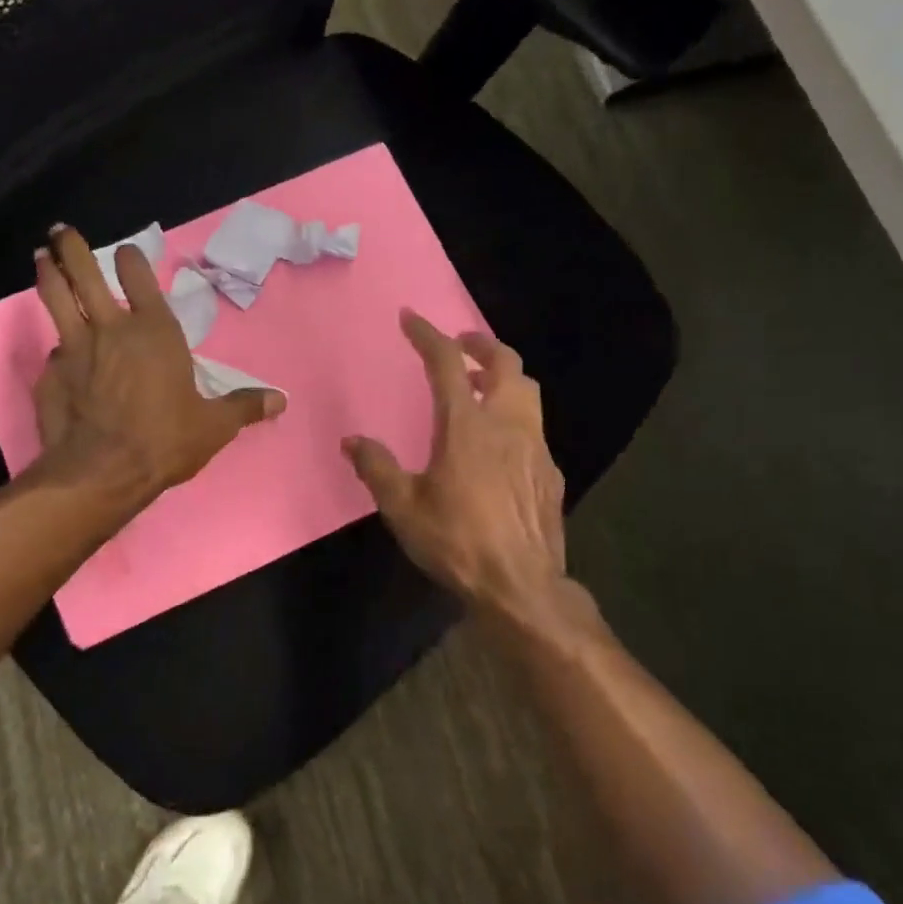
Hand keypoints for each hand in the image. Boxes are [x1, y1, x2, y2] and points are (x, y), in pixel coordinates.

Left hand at [31, 224, 284, 499]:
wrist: (102, 472)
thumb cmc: (164, 440)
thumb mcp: (214, 426)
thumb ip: (244, 407)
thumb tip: (281, 400)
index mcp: (155, 332)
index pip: (140, 278)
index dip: (131, 260)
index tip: (125, 250)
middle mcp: (111, 329)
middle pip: (85, 275)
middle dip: (72, 248)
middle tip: (61, 231)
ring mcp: (74, 349)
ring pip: (56, 298)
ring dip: (48, 274)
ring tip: (41, 257)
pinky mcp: (50, 374)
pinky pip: (53, 351)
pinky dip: (55, 345)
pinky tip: (54, 351)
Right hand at [343, 311, 567, 623]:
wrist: (520, 585)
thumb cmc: (456, 542)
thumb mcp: (403, 508)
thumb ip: (377, 468)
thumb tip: (352, 441)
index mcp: (466, 426)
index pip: (447, 363)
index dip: (427, 334)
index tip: (410, 318)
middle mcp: (506, 424)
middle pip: (505, 362)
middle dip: (481, 343)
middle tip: (461, 344)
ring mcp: (535, 446)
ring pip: (527, 391)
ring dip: (504, 376)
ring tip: (482, 385)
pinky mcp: (550, 471)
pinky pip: (534, 428)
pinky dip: (515, 417)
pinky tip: (502, 443)